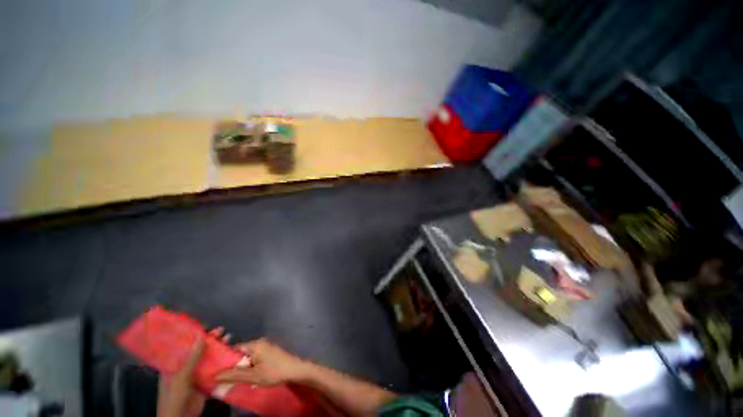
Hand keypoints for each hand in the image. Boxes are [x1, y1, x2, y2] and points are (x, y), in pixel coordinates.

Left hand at [158, 327, 229, 416]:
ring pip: (208, 359)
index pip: (184, 347)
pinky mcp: (205, 383)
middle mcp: (185, 368)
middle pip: (199, 351)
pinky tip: (231, 355)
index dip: (195, 336)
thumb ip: (192, 358)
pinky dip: (223, 363)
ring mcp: (196, 376)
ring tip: (229, 339)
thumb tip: (200, 336)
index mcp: (173, 366)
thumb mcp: (181, 377)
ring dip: (218, 350)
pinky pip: (215, 370)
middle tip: (222, 331)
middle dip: (211, 341)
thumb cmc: (174, 397)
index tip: (207, 327)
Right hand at [216, 338, 306, 385]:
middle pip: (241, 352)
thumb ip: (233, 376)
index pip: (235, 348)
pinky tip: (248, 376)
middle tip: (224, 378)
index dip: (225, 358)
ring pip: (248, 356)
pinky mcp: (270, 352)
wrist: (295, 370)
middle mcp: (260, 342)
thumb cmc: (273, 372)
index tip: (215, 369)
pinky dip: (250, 366)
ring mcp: (266, 346)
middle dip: (233, 364)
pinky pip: (255, 358)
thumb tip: (214, 376)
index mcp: (255, 344)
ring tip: (234, 379)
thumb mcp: (252, 377)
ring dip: (242, 367)